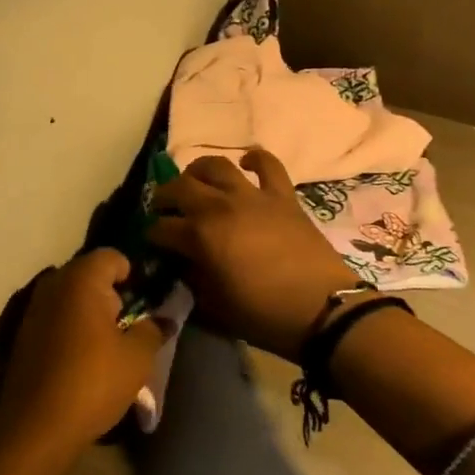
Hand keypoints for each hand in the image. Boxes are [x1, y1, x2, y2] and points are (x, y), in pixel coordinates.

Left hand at [0, 250, 162, 460]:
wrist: (38, 426)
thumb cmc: (94, 382)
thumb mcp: (138, 357)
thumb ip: (154, 329)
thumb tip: (163, 318)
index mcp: (81, 279)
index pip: (113, 257)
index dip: (134, 275)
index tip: (147, 302)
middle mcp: (53, 283)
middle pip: (90, 274)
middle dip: (112, 293)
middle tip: (131, 324)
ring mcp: (34, 307)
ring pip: (71, 296)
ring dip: (91, 311)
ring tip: (109, 344)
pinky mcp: (24, 332)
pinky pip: (56, 316)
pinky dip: (72, 326)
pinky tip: (83, 357)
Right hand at [149, 150, 352, 359]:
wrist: (323, 310)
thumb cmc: (263, 315)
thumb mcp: (214, 307)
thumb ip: (191, 280)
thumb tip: (181, 264)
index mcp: (199, 236)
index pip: (161, 228)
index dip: (152, 236)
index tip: (153, 244)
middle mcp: (219, 206)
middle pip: (179, 187)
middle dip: (164, 197)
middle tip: (164, 209)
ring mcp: (252, 196)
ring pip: (215, 165)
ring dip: (198, 171)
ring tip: (195, 182)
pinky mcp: (282, 195)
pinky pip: (268, 164)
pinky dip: (254, 159)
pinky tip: (245, 164)